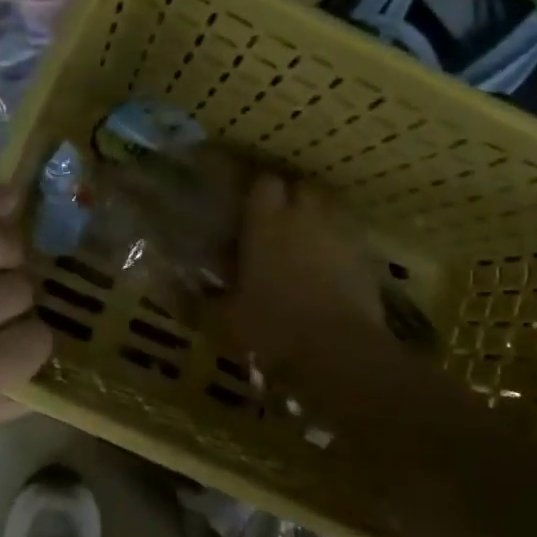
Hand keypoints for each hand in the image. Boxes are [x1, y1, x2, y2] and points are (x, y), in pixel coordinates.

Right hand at [217, 172, 389, 386]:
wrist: (339, 353)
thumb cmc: (272, 329)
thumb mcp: (224, 320)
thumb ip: (199, 299)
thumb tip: (170, 287)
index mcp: (266, 222)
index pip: (264, 183)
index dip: (257, 193)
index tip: (247, 211)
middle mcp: (306, 216)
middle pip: (301, 187)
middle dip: (290, 199)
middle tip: (276, 224)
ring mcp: (342, 233)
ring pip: (330, 206)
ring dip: (317, 216)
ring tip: (306, 240)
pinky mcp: (367, 255)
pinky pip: (351, 234)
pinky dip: (340, 241)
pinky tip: (331, 264)